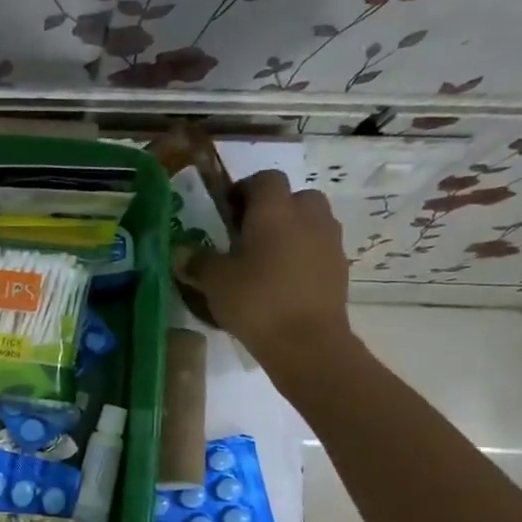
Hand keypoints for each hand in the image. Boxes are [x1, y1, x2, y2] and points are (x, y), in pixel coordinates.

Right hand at [175, 170, 352, 359]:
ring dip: (292, 231)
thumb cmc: (257, 302)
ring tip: (266, 260)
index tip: (227, 211)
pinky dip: (304, 256)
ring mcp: (329, 242)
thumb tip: (180, 253)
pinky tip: (284, 282)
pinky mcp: (340, 269)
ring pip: (311, 222)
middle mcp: (308, 217)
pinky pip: (319, 249)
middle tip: (249, 234)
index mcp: (275, 211)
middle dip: (274, 209)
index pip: (265, 179)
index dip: (245, 189)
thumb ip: (198, 262)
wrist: (307, 343)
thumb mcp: (215, 282)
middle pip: (295, 197)